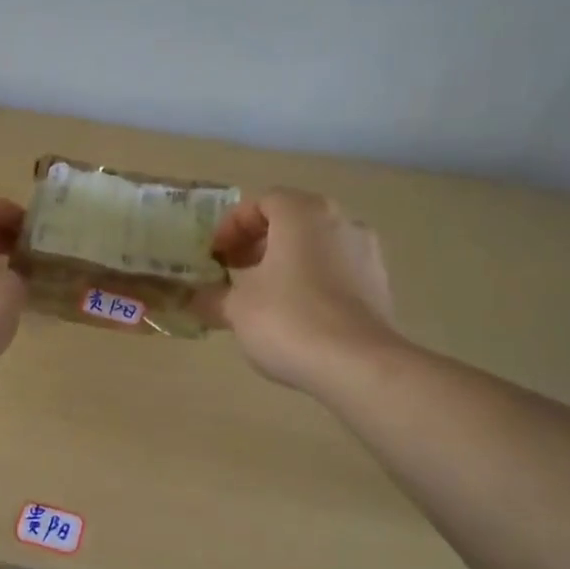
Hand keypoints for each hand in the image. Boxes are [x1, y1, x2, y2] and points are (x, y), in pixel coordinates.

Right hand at [205, 188, 398, 390]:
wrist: (358, 365)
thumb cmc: (289, 319)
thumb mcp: (236, 308)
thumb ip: (210, 297)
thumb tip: (190, 297)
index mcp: (303, 213)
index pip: (261, 202)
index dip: (232, 227)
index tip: (215, 255)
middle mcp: (340, 222)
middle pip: (291, 222)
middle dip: (258, 244)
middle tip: (234, 271)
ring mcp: (367, 253)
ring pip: (316, 247)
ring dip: (286, 263)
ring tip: (262, 296)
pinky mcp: (380, 286)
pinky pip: (336, 272)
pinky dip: (312, 283)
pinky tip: (295, 316)